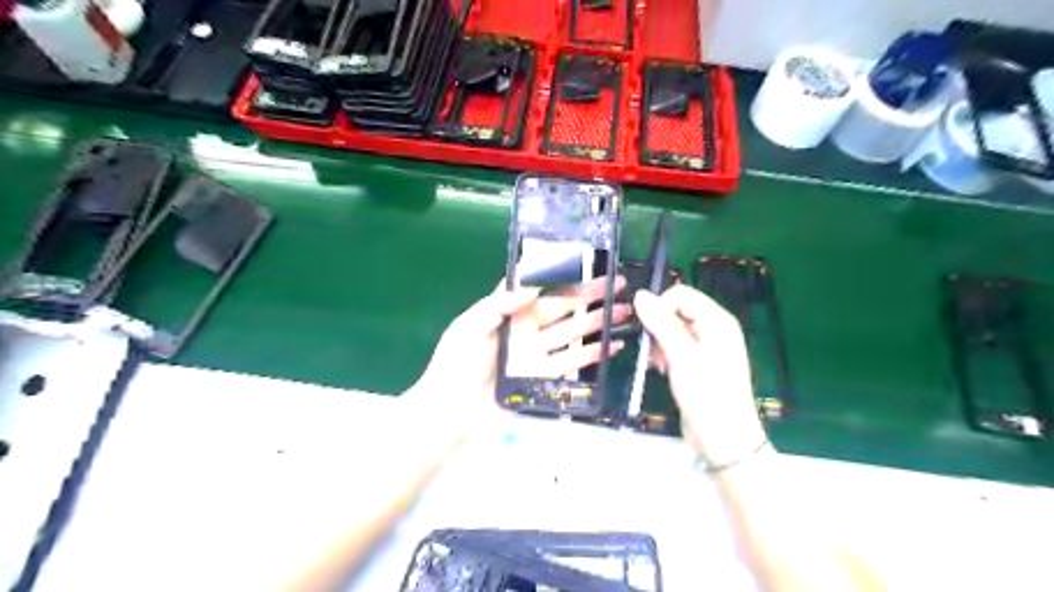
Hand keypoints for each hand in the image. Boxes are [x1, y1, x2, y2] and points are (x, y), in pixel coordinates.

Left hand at [407, 277, 628, 444]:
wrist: (451, 411)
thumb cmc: (455, 364)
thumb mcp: (470, 326)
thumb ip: (498, 303)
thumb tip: (532, 287)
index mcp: (507, 312)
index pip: (540, 287)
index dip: (562, 276)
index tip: (586, 265)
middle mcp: (526, 328)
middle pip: (563, 308)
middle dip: (590, 296)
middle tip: (617, 284)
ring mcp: (536, 353)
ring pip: (572, 332)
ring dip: (597, 322)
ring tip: (623, 312)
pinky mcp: (543, 376)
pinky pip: (571, 362)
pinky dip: (592, 355)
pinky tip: (611, 346)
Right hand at [628, 285, 771, 465]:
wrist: (723, 437)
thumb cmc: (706, 393)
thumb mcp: (681, 355)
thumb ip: (661, 323)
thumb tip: (640, 294)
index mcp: (718, 320)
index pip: (681, 295)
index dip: (661, 307)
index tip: (648, 331)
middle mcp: (715, 328)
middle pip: (677, 310)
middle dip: (659, 327)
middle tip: (654, 351)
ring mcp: (708, 346)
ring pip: (673, 328)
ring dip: (660, 342)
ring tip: (659, 363)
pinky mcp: (699, 362)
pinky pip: (676, 345)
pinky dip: (665, 354)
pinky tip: (663, 369)